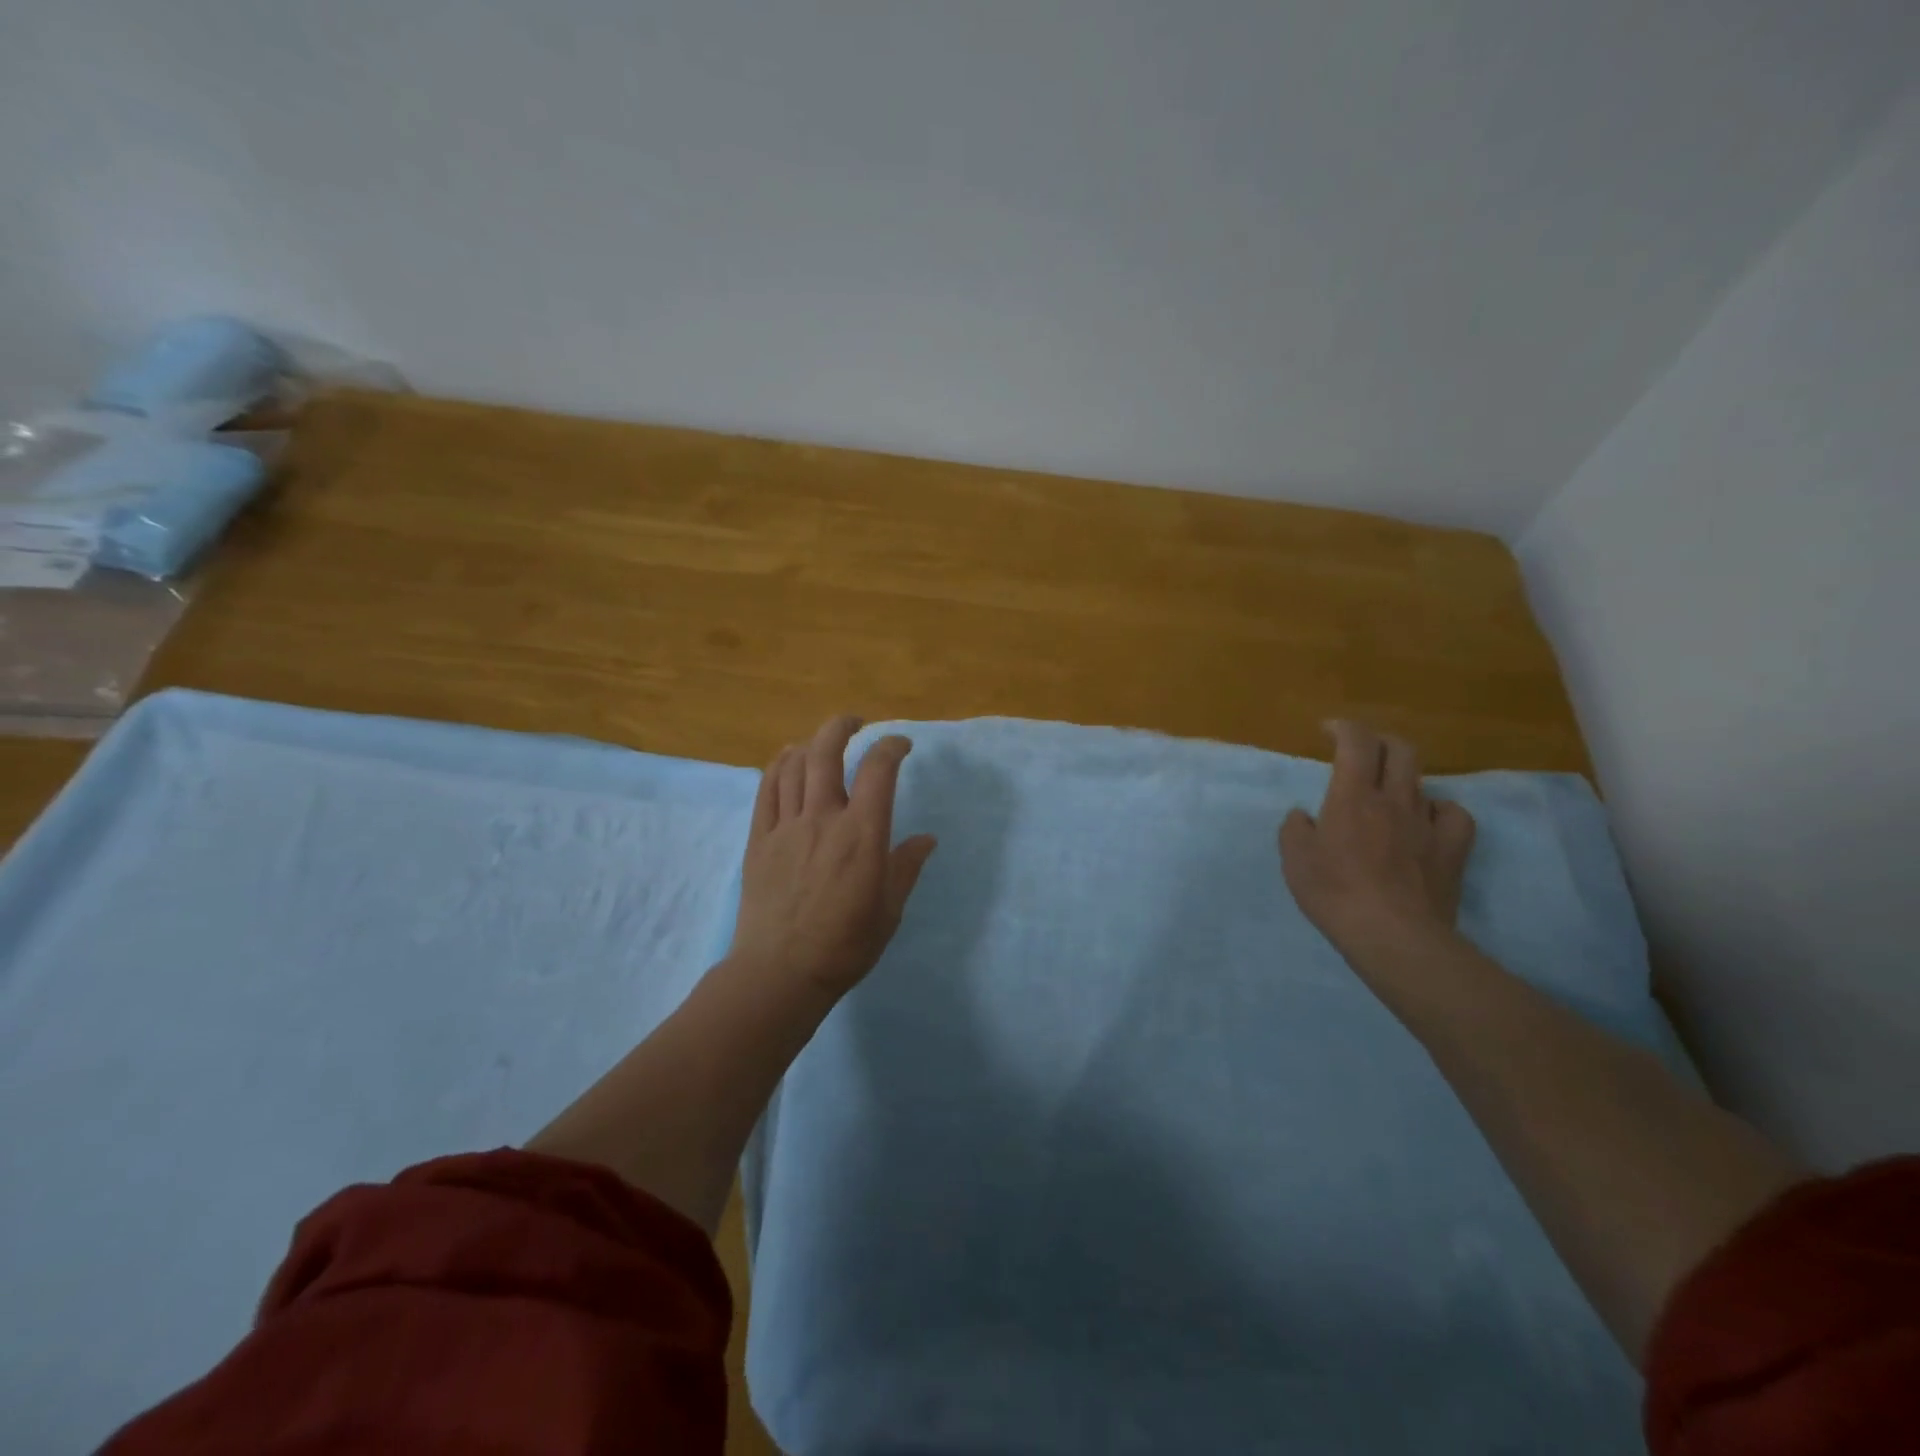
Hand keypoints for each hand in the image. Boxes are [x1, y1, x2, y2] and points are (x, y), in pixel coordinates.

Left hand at [728, 715, 937, 999]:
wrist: (780, 973)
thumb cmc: (844, 946)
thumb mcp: (889, 910)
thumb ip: (906, 867)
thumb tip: (926, 838)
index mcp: (862, 834)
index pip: (878, 770)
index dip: (891, 746)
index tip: (901, 745)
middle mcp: (823, 819)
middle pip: (826, 753)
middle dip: (842, 727)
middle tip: (855, 722)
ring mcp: (786, 827)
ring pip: (793, 766)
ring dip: (810, 743)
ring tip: (821, 741)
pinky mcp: (759, 840)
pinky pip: (766, 790)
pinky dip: (777, 766)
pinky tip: (786, 759)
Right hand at [1279, 720, 1476, 964]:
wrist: (1393, 936)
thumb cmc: (1334, 893)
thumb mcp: (1295, 860)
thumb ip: (1295, 829)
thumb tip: (1305, 816)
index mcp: (1352, 796)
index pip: (1356, 742)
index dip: (1344, 727)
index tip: (1328, 730)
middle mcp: (1394, 800)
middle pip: (1400, 749)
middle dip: (1379, 741)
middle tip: (1360, 752)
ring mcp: (1428, 824)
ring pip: (1424, 778)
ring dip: (1404, 775)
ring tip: (1390, 792)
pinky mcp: (1452, 850)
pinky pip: (1453, 814)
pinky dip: (1439, 810)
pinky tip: (1427, 821)